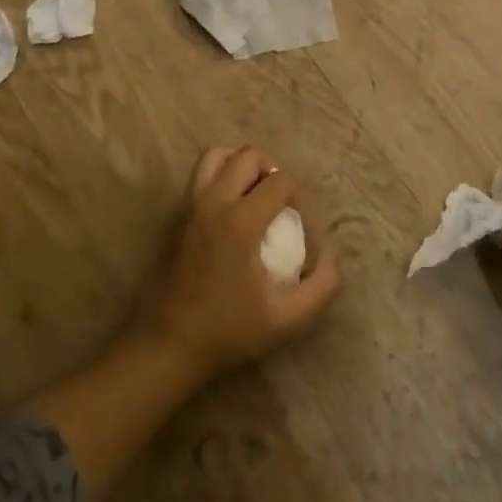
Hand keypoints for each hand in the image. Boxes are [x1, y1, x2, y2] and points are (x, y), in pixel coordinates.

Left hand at [143, 146, 340, 379]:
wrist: (169, 345)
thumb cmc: (228, 330)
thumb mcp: (286, 319)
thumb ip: (321, 287)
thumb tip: (332, 256)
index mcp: (241, 222)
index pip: (281, 180)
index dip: (300, 196)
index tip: (303, 225)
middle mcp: (214, 202)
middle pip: (249, 156)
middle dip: (273, 170)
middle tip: (282, 202)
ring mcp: (191, 205)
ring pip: (218, 156)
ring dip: (242, 165)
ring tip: (255, 194)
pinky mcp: (177, 215)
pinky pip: (201, 175)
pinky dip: (221, 176)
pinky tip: (232, 208)